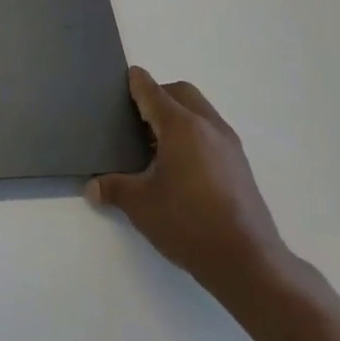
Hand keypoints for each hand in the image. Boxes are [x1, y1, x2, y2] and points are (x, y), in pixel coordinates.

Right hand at [88, 68, 289, 302]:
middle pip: (181, 93)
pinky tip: (178, 165)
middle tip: (135, 116)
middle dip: (158, 95)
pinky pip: (211, 133)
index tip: (122, 79)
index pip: (152, 91)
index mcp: (181, 126)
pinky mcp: (240, 166)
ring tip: (154, 143)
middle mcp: (208, 127)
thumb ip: (113, 188)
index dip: (135, 83)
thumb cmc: (187, 222)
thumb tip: (92, 187)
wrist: (247, 261)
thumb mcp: (139, 204)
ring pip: (200, 112)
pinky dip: (192, 135)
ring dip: (177, 116)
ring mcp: (229, 146)